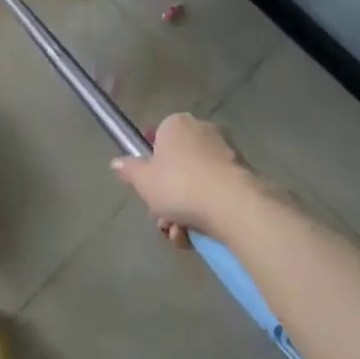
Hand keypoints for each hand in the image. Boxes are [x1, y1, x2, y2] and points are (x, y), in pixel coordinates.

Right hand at [110, 113, 257, 247]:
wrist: (232, 204)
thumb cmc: (179, 185)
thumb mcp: (143, 181)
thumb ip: (129, 170)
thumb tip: (116, 162)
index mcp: (177, 124)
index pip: (158, 138)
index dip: (152, 165)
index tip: (149, 188)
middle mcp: (203, 130)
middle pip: (177, 165)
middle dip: (167, 196)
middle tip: (162, 218)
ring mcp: (226, 152)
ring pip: (195, 183)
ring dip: (183, 211)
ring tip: (179, 233)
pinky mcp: (243, 175)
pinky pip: (215, 193)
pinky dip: (204, 213)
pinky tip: (196, 234)